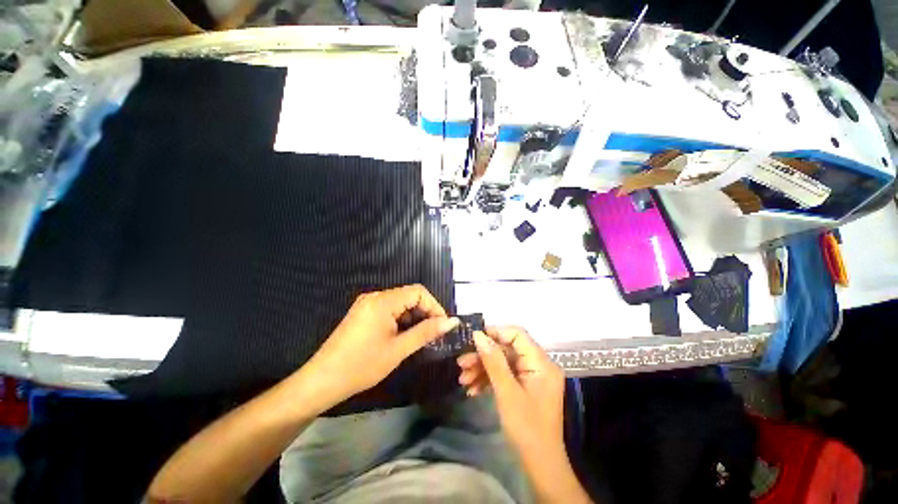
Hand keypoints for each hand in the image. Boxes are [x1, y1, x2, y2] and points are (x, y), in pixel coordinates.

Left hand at [306, 284, 458, 405]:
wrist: (322, 381)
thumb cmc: (362, 365)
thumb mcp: (398, 349)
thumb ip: (427, 332)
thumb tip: (452, 322)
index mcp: (383, 301)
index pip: (418, 291)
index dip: (434, 306)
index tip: (442, 326)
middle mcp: (375, 296)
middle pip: (409, 296)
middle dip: (424, 312)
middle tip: (433, 334)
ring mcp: (367, 304)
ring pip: (400, 303)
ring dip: (413, 317)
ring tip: (419, 338)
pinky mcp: (363, 313)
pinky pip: (389, 310)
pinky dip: (400, 320)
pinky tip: (402, 336)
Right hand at [457, 327, 565, 462]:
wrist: (540, 466)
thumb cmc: (526, 428)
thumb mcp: (506, 392)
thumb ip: (493, 360)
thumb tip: (478, 335)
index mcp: (540, 363)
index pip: (517, 335)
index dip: (495, 332)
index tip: (473, 338)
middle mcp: (537, 365)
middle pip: (507, 350)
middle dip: (483, 356)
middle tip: (461, 363)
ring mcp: (531, 377)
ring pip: (503, 363)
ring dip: (482, 369)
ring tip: (463, 379)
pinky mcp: (524, 387)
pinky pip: (505, 376)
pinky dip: (489, 380)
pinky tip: (472, 389)